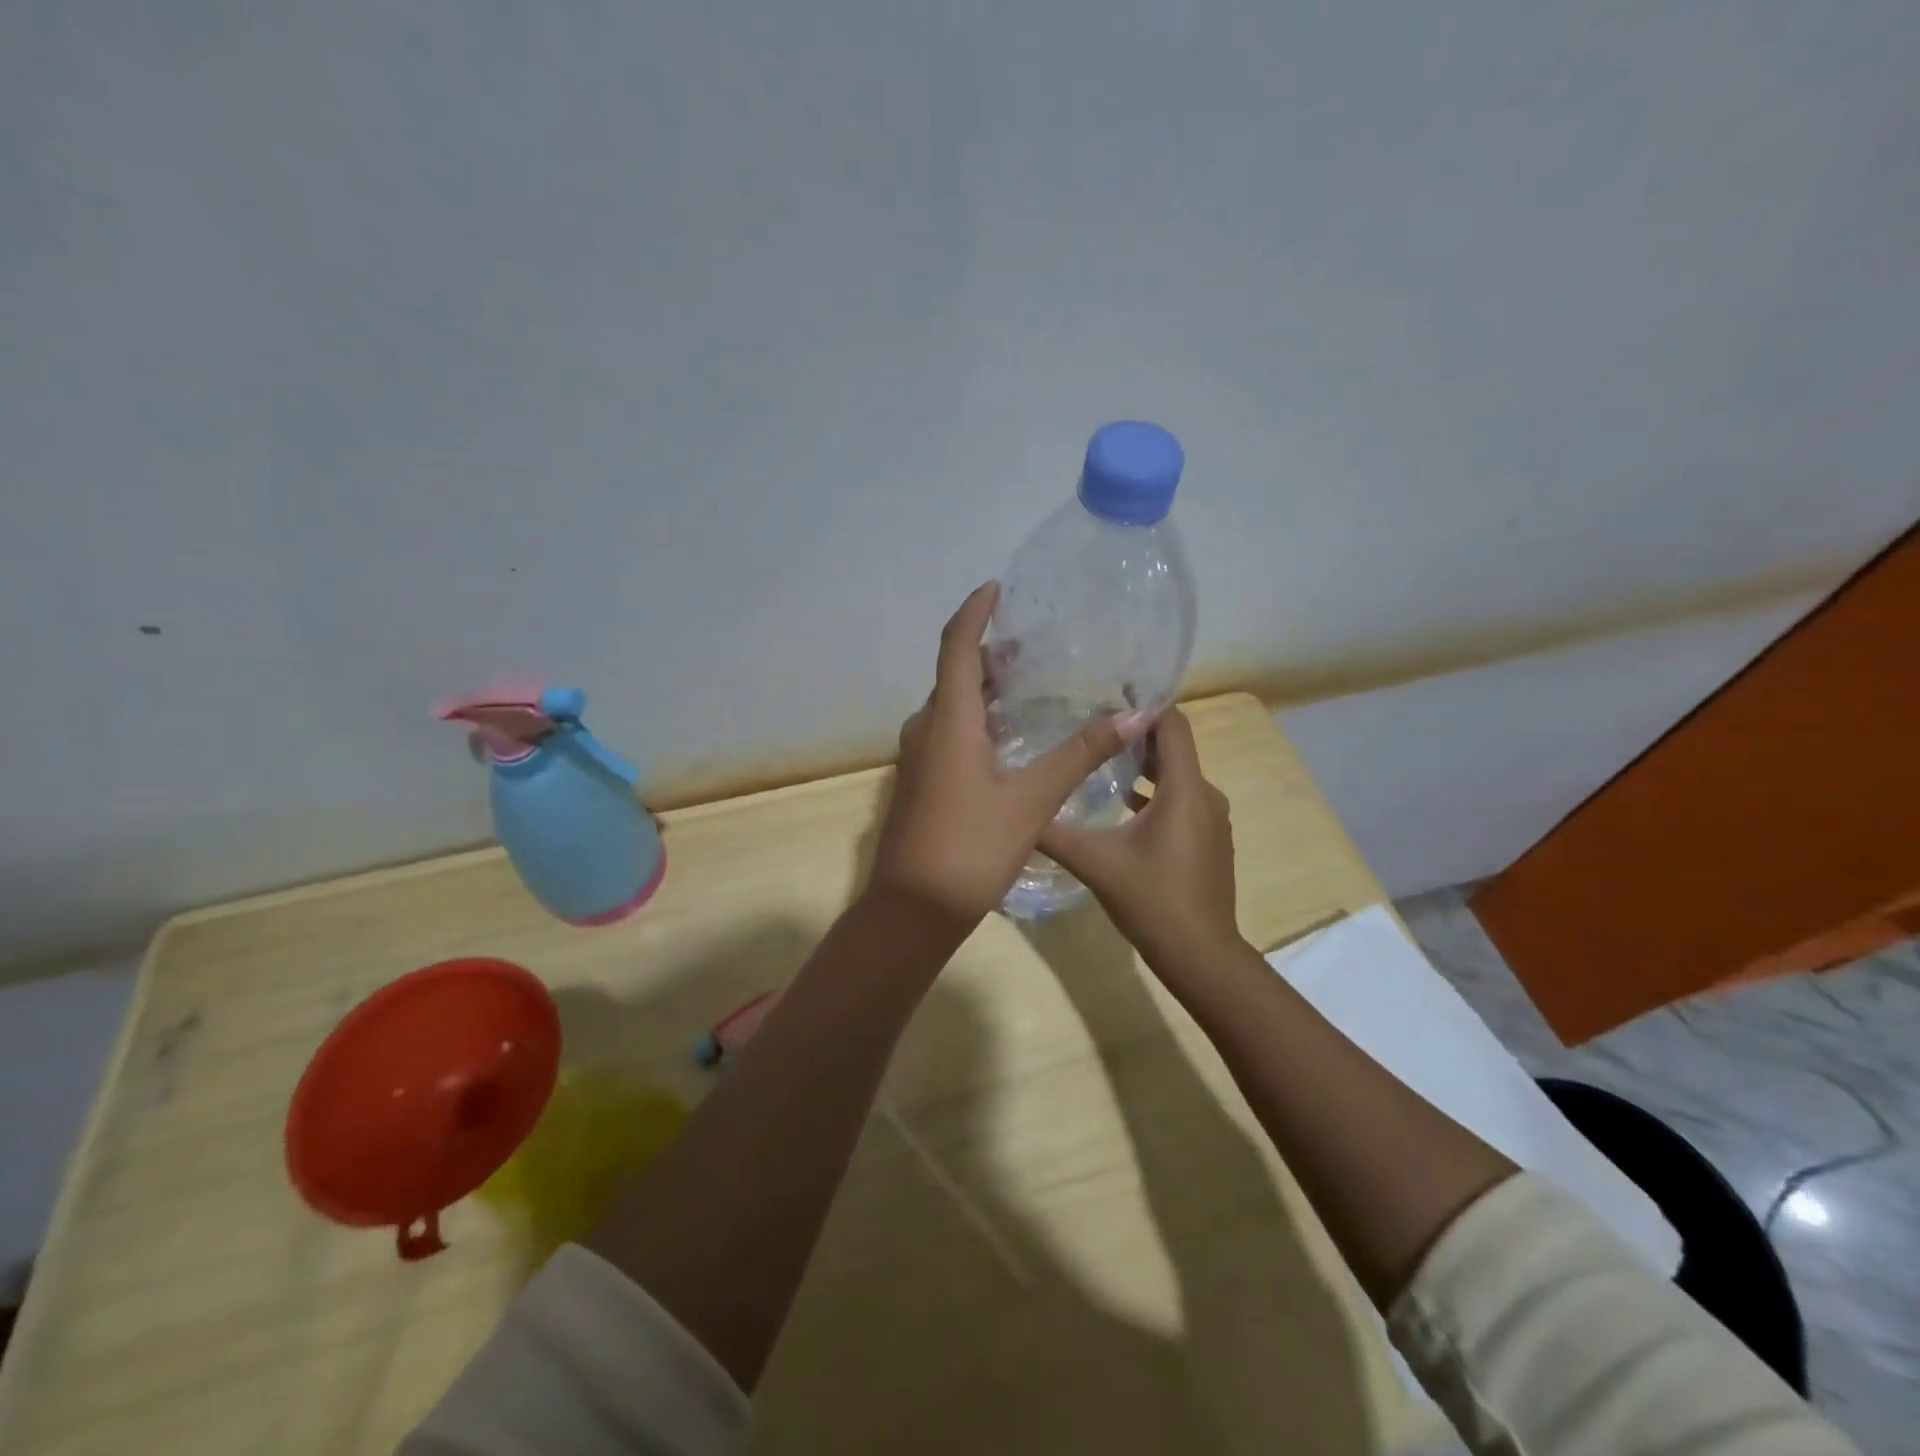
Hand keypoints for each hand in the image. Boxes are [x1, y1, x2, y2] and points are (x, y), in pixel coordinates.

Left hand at [868, 582, 1150, 932]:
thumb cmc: (970, 848)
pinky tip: (1009, 738)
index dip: (974, 611)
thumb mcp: (1032, 800)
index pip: (956, 646)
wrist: (911, 910)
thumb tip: (1131, 716)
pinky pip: (948, 733)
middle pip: (954, 674)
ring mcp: (918, 758)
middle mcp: (926, 729)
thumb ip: (1079, 755)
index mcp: (948, 720)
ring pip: (951, 706)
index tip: (997, 587)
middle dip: (989, 652)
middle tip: (1034, 646)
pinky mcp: (920, 782)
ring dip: (983, 688)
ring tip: (1028, 685)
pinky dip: (976, 719)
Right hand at [1039, 707, 1242, 971]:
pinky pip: (1181, 800)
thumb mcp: (1094, 862)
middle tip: (1092, 721)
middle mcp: (1204, 795)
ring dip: (1145, 763)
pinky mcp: (1207, 840)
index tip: (1110, 689)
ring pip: (1177, 775)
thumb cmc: (1152, 900)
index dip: (1145, 703)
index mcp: (1183, 790)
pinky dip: (1155, 792)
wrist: (1200, 955)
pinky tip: (1121, 803)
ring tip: (1102, 756)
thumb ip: (1054, 832)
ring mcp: (1210, 820)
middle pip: (1174, 747)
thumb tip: (1015, 810)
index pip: (1171, 725)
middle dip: (1136, 731)